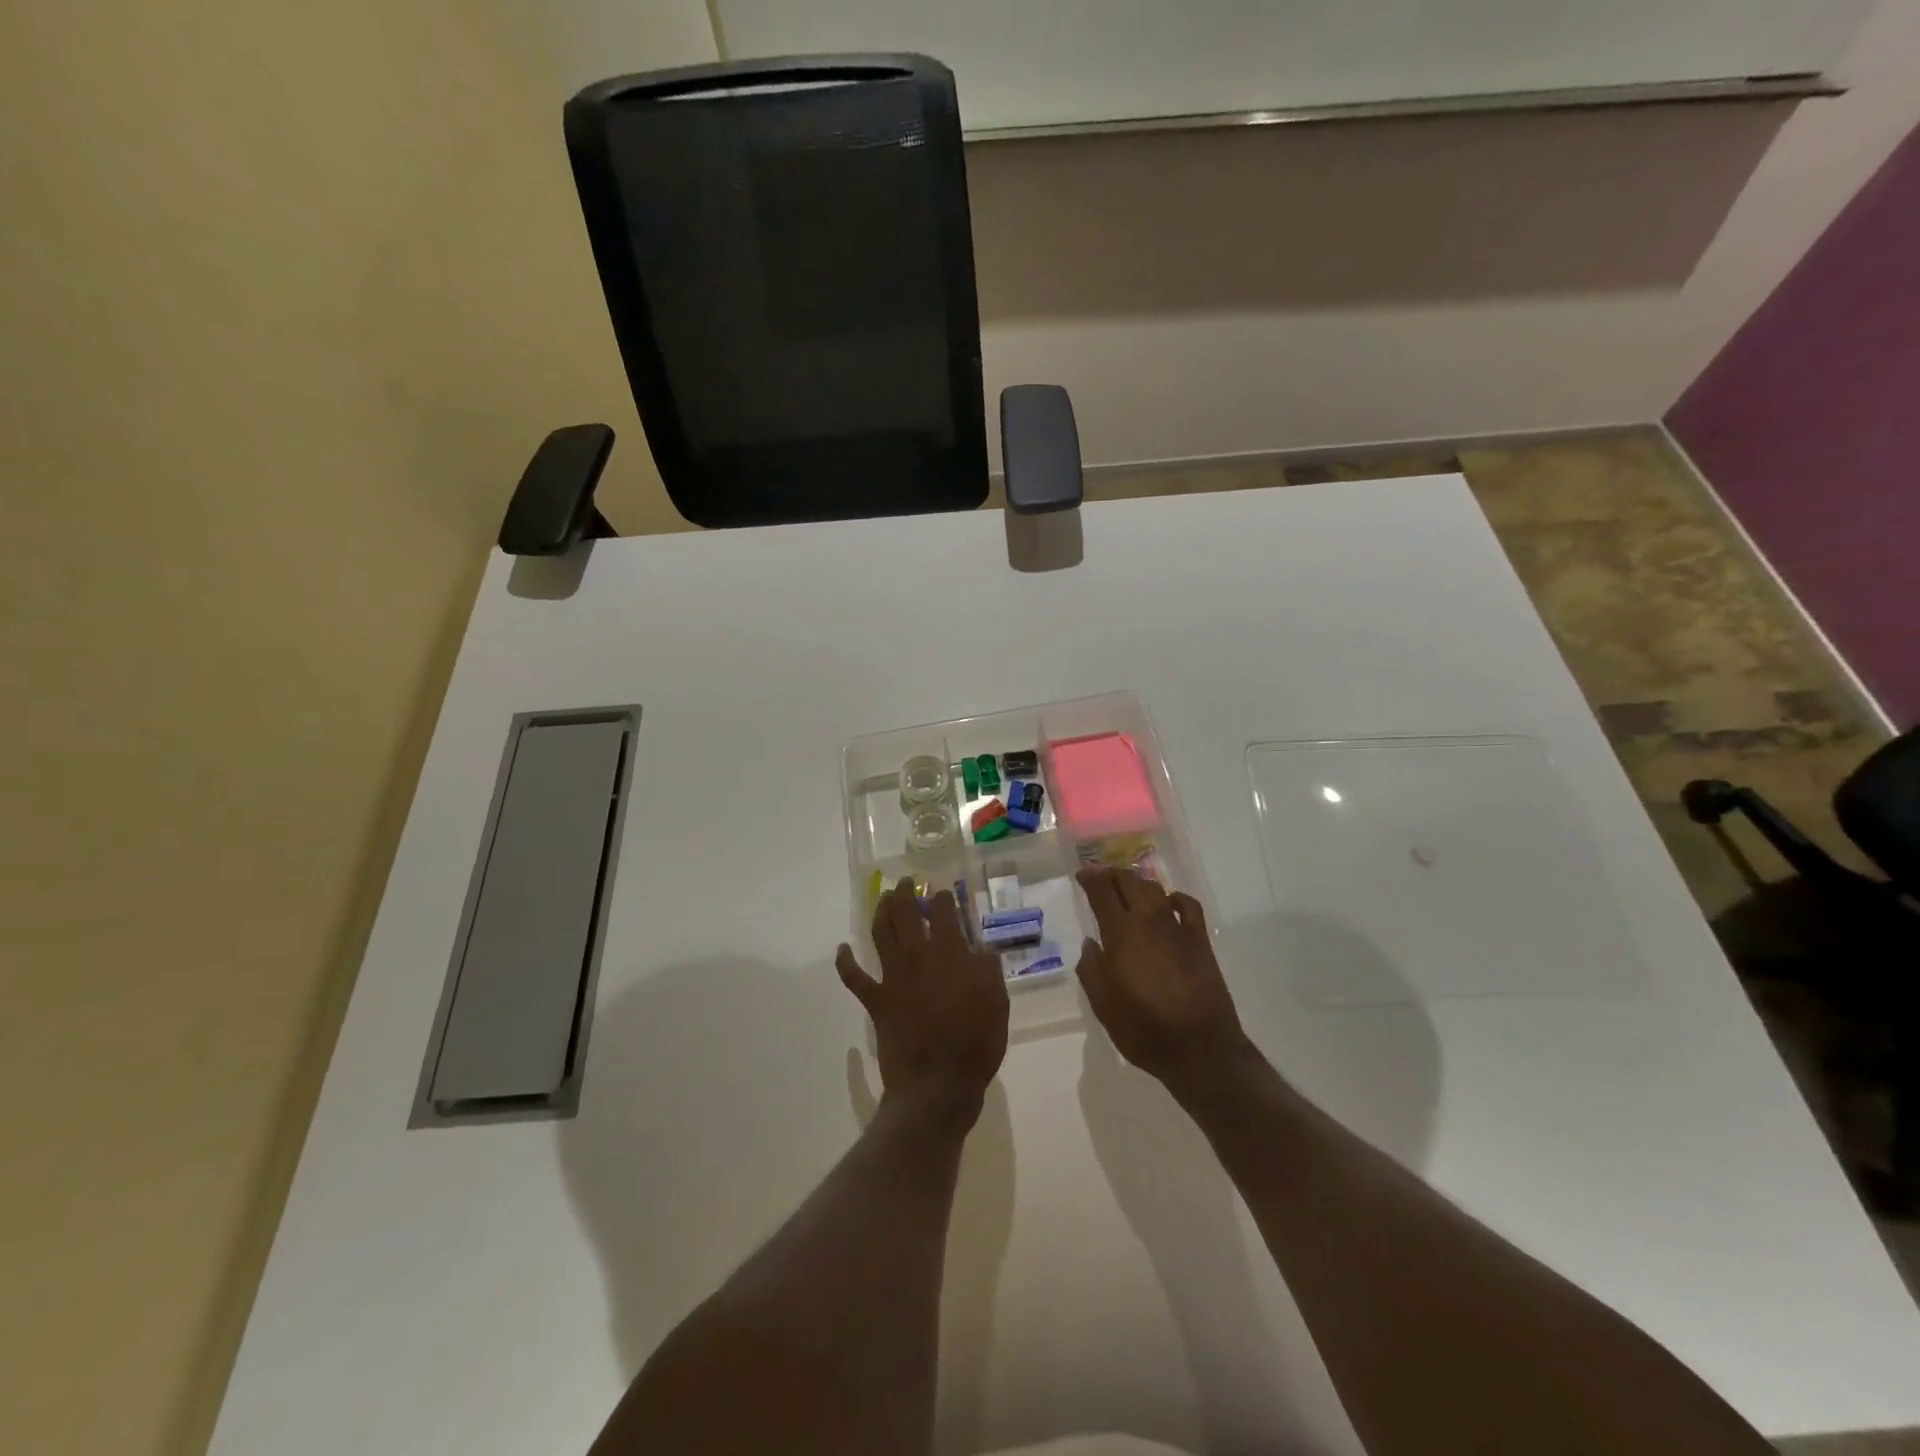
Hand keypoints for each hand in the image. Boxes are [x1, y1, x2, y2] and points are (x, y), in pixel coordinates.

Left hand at [837, 877, 1008, 1126]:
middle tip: (906, 883)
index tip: (943, 893)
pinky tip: (842, 949)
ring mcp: (893, 977)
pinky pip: (854, 977)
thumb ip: (988, 969)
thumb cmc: (975, 1044)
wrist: (938, 1084)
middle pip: (905, 913)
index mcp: (950, 953)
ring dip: (880, 912)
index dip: (942, 898)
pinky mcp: (876, 1000)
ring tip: (883, 899)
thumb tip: (980, 949)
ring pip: (880, 933)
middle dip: (905, 893)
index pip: (943, 912)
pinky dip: (845, 962)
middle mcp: (917, 956)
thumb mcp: (997, 1002)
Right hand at [1074, 868, 1251, 1090]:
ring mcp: (1178, 928)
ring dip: (1138, 883)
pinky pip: (1188, 906)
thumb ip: (1092, 969)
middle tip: (1100, 877)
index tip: (1082, 875)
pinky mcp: (1200, 941)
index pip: (1103, 892)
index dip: (1091, 878)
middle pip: (1129, 882)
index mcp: (1121, 934)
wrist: (1200, 1049)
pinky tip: (1168, 902)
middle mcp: (1149, 921)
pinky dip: (1175, 897)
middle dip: (1112, 874)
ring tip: (1128, 888)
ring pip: (1155, 890)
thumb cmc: (1144, 1029)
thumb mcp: (1103, 1005)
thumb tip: (1091, 944)